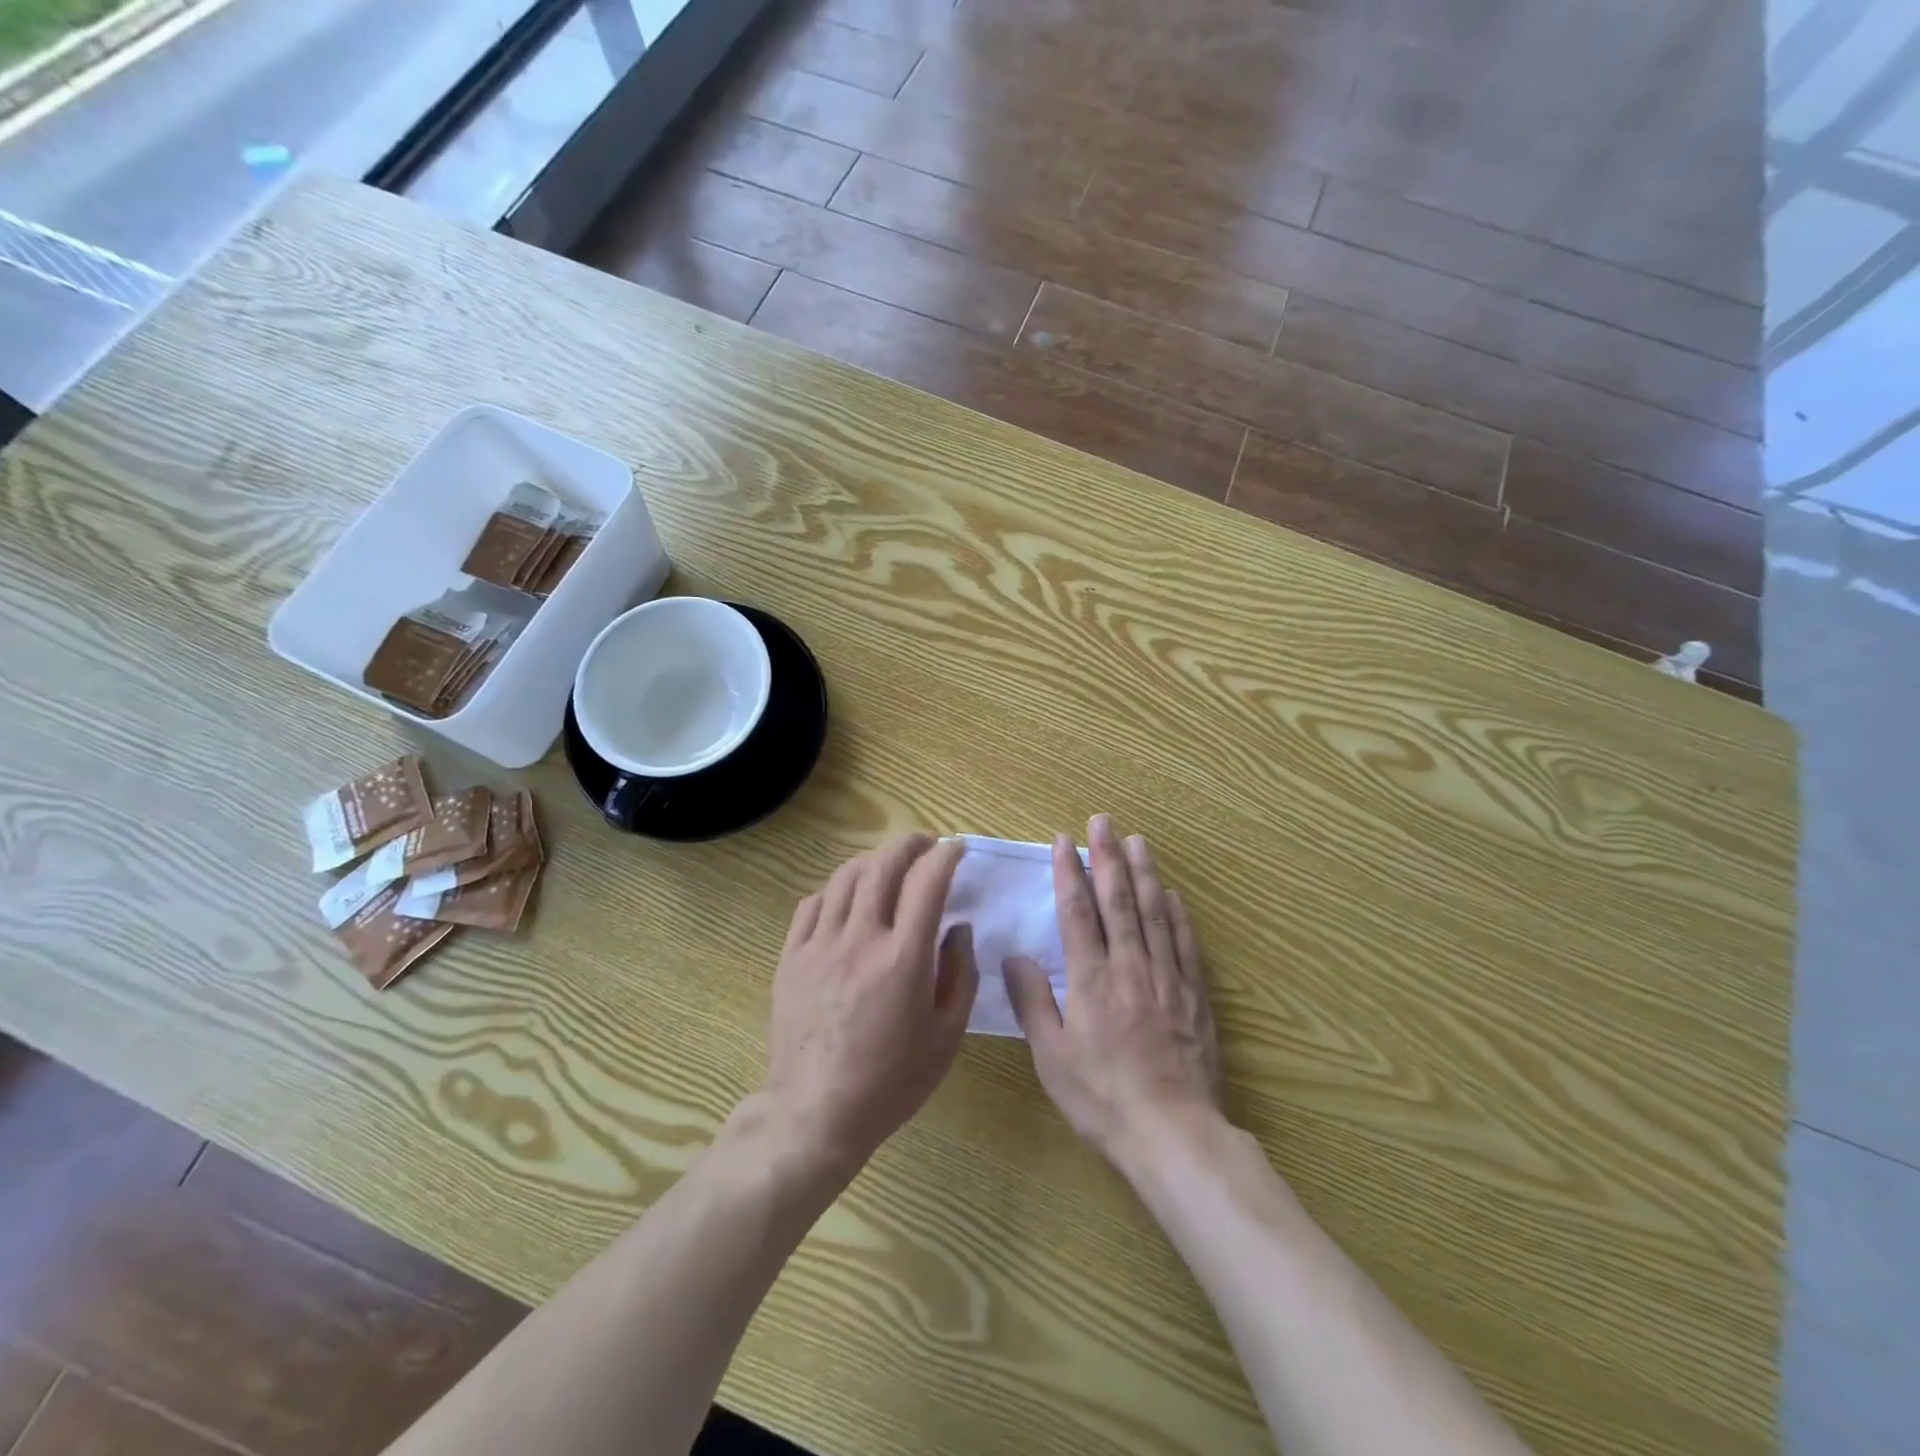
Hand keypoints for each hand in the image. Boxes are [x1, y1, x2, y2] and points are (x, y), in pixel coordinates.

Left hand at [761, 833, 979, 1170]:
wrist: (816, 1113)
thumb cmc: (891, 1081)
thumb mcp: (946, 1036)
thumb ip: (960, 974)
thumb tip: (958, 928)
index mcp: (904, 958)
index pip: (927, 882)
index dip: (945, 856)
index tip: (956, 849)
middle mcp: (860, 938)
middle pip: (883, 866)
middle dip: (908, 843)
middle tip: (924, 842)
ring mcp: (820, 945)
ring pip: (845, 877)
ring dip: (872, 859)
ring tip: (888, 862)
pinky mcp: (791, 957)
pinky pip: (812, 903)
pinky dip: (835, 888)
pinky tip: (847, 896)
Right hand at [1005, 815, 1222, 1172]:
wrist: (1171, 1133)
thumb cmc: (1101, 1097)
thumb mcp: (1051, 1057)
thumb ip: (1033, 1002)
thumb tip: (1015, 957)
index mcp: (1091, 980)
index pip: (1077, 913)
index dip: (1070, 873)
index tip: (1064, 841)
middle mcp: (1130, 968)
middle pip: (1118, 901)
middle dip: (1107, 857)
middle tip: (1102, 821)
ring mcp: (1166, 978)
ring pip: (1153, 914)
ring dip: (1143, 874)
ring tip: (1137, 841)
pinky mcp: (1194, 996)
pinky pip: (1184, 944)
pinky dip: (1176, 914)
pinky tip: (1172, 895)